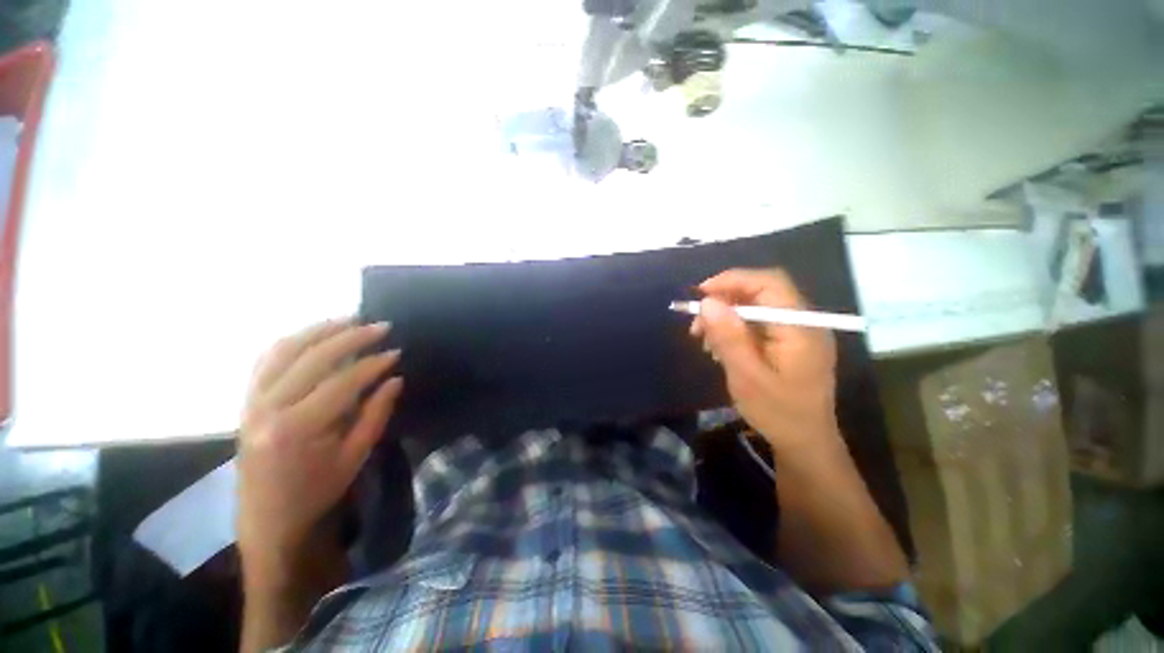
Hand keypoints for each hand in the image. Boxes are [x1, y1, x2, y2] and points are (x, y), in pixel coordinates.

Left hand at [237, 318, 401, 584]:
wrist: (266, 520)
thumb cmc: (316, 493)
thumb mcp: (354, 456)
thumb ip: (375, 413)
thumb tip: (394, 378)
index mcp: (298, 428)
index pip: (342, 381)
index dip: (373, 364)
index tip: (396, 351)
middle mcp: (269, 408)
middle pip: (312, 358)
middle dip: (350, 337)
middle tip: (380, 326)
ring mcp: (252, 403)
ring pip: (284, 351)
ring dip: (319, 331)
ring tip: (349, 319)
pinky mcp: (247, 402)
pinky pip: (266, 361)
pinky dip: (291, 342)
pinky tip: (312, 335)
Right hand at [692, 269, 840, 454]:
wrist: (806, 444)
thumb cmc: (778, 413)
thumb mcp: (747, 376)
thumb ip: (729, 337)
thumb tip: (708, 302)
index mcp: (800, 328)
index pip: (769, 283)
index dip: (733, 280)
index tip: (701, 294)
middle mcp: (804, 323)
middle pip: (762, 292)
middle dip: (725, 300)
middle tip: (697, 322)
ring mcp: (798, 333)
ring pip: (757, 307)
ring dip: (727, 315)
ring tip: (703, 338)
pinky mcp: (789, 343)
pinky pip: (759, 323)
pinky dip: (735, 328)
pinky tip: (720, 346)